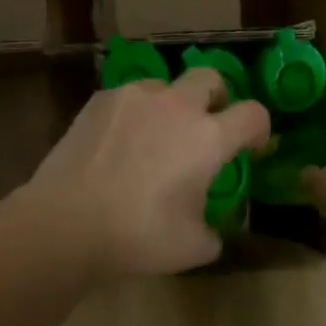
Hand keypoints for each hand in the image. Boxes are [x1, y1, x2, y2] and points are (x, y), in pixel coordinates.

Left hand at [18, 68, 271, 277]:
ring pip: (165, 84)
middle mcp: (176, 106)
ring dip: (171, 104)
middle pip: (211, 78)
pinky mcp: (99, 100)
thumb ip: (213, 231)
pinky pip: (129, 97)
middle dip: (217, 97)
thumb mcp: (194, 247)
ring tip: (155, 135)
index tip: (251, 147)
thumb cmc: (138, 236)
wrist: (66, 222)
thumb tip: (211, 227)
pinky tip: (119, 142)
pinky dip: (134, 113)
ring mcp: (135, 97)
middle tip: (207, 125)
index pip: (254, 114)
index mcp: (208, 138)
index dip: (259, 129)